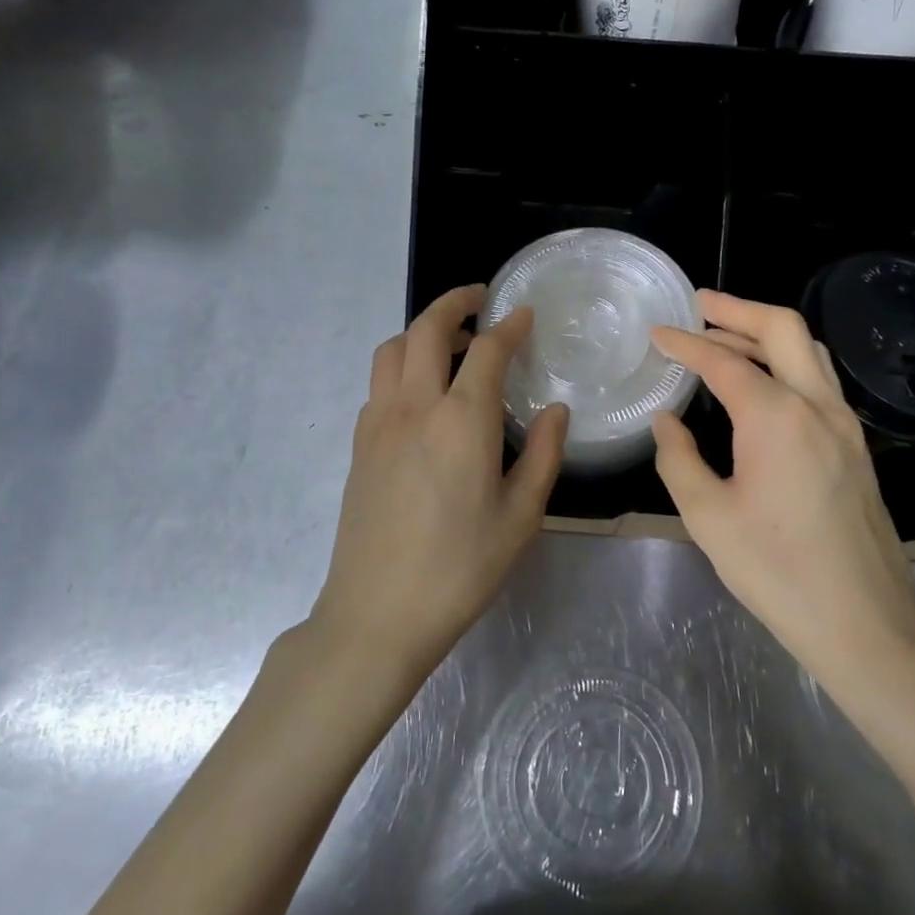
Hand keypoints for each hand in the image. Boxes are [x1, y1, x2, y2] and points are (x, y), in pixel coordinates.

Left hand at [311, 285, 568, 679]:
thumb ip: (542, 455)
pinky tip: (423, 395)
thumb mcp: (521, 517)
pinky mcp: (359, 445)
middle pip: (426, 329)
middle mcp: (414, 407)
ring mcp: (378, 423)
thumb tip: (555, 411)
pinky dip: (402, 366)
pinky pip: (379, 384)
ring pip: (392, 349)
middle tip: (480, 300)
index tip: (525, 315)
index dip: (509, 326)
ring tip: (450, 343)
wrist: (378, 613)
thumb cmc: (460, 569)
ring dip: (420, 331)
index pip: (487, 350)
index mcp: (461, 421)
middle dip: (454, 303)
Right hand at [650, 291, 914, 685]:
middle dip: (737, 309)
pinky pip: (819, 382)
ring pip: (809, 352)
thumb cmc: (777, 571)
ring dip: (765, 335)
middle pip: (782, 329)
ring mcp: (845, 425)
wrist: (864, 622)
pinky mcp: (856, 447)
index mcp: (777, 417)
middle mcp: (817, 406)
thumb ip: (679, 459)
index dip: (685, 343)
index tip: (656, 333)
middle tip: (698, 305)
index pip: (723, 362)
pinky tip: (762, 385)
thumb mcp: (708, 517)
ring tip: (725, 338)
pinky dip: (786, 364)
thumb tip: (667, 422)